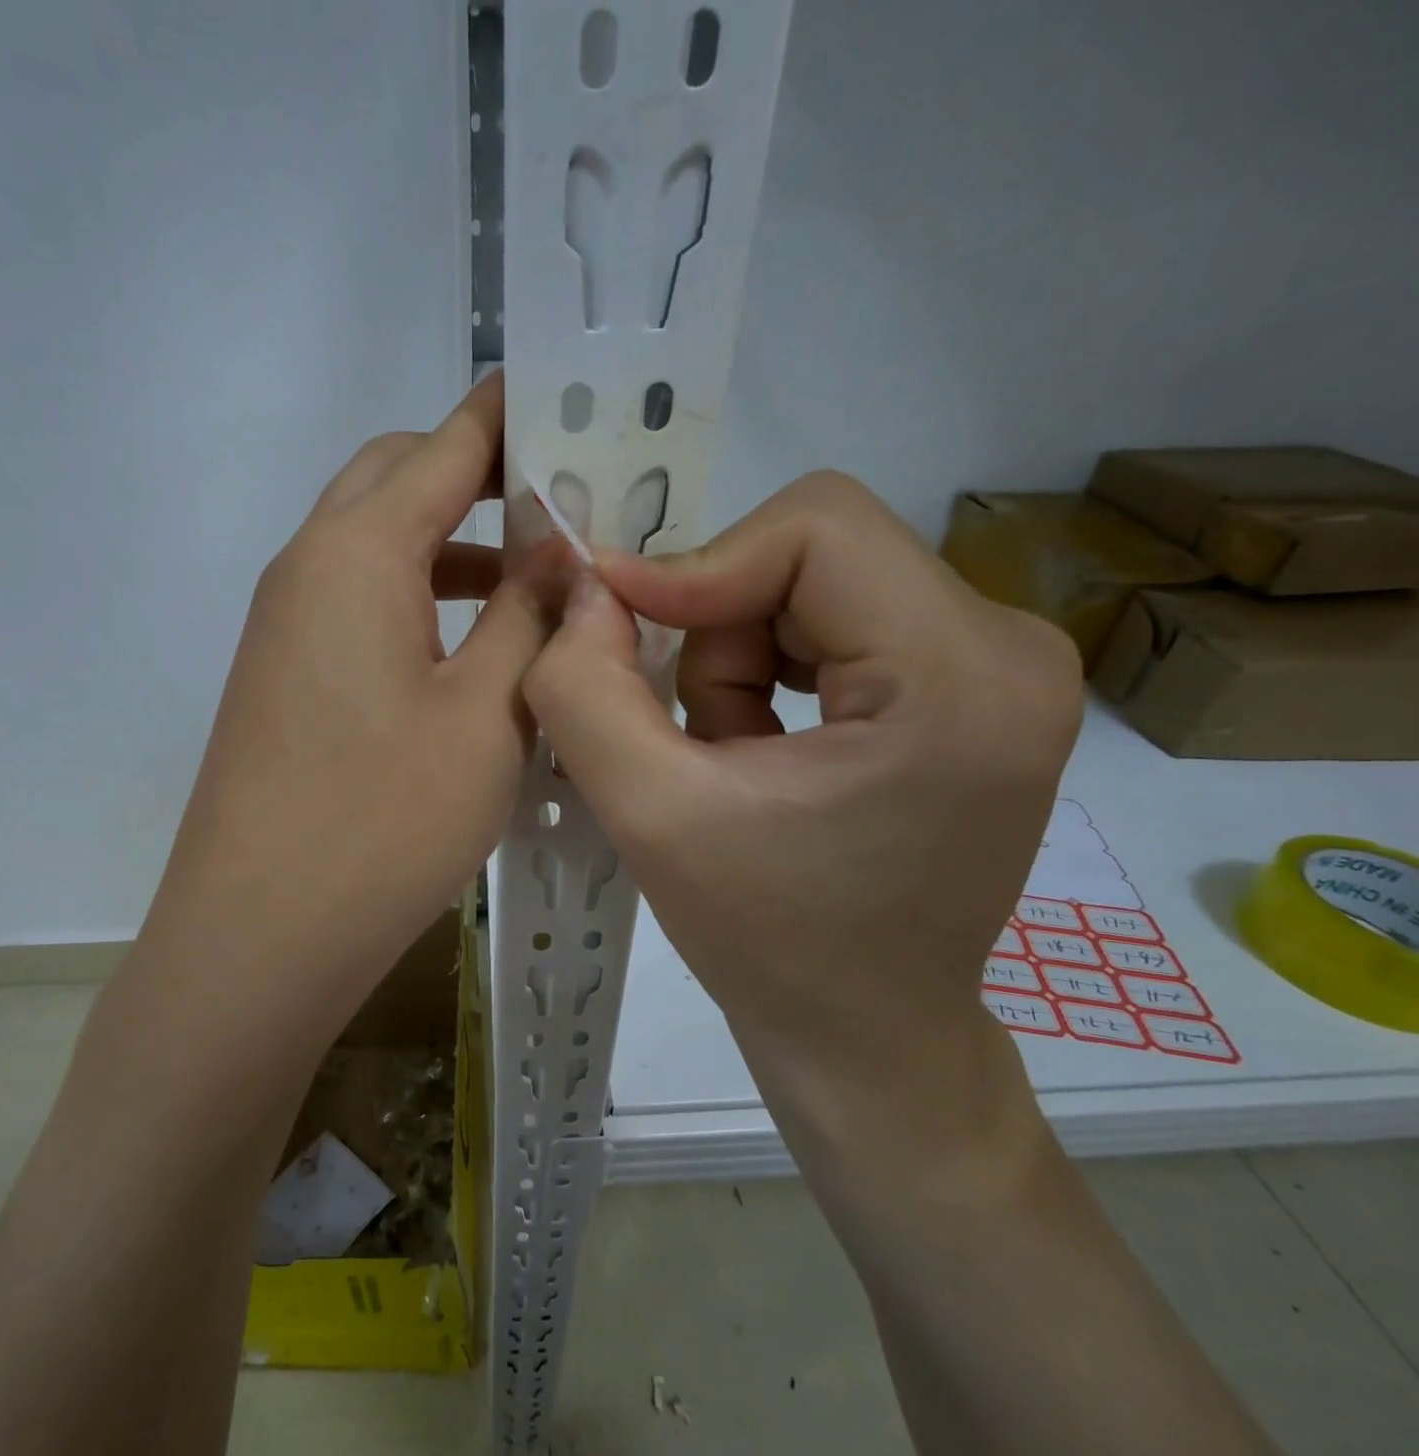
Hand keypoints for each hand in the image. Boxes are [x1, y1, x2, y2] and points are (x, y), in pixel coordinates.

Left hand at [139, 372, 555, 1036]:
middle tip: (562, 501)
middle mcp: (306, 568)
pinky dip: (421, 600)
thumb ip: (531, 616)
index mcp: (354, 553)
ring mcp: (286, 626)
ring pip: (377, 546)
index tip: (572, 398)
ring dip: (452, 545)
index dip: (509, 414)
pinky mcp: (287, 678)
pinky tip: (474, 648)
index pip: (443, 446)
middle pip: (396, 481)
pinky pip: (360, 604)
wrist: (257, 938)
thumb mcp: (487, 713)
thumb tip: (562, 548)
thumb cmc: (380, 822)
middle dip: (477, 474)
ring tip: (536, 579)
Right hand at [523, 471, 1082, 1140]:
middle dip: (718, 631)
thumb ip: (586, 691)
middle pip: (812, 554)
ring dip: (736, 658)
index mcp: (961, 678)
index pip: (816, 527)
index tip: (618, 625)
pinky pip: (834, 617)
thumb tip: (585, 589)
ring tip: (727, 756)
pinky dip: (768, 669)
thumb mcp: (648, 816)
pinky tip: (762, 750)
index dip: (699, 566)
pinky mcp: (970, 682)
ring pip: (812, 583)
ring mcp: (1000, 664)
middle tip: (689, 730)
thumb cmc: (767, 941)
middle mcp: (1009, 648)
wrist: (866, 1031)